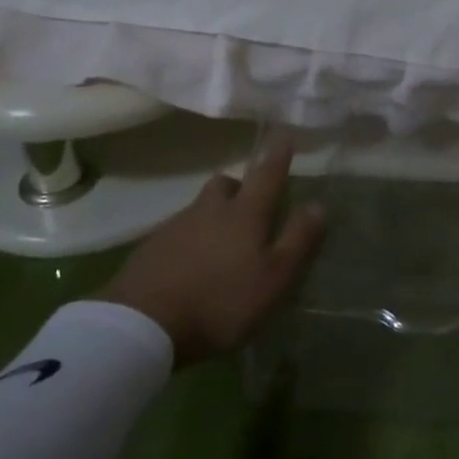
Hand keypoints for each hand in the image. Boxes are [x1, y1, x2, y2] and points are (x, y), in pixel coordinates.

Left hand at [100, 136, 324, 366]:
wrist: (140, 323)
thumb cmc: (219, 301)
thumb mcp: (273, 279)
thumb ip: (297, 240)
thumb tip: (318, 204)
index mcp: (245, 213)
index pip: (267, 174)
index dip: (278, 154)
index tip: (284, 134)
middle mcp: (211, 209)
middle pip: (226, 184)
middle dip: (240, 186)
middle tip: (248, 205)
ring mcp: (176, 226)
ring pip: (201, 207)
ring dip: (213, 215)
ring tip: (220, 243)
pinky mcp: (150, 248)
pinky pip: (177, 233)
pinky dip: (189, 240)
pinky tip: (189, 266)